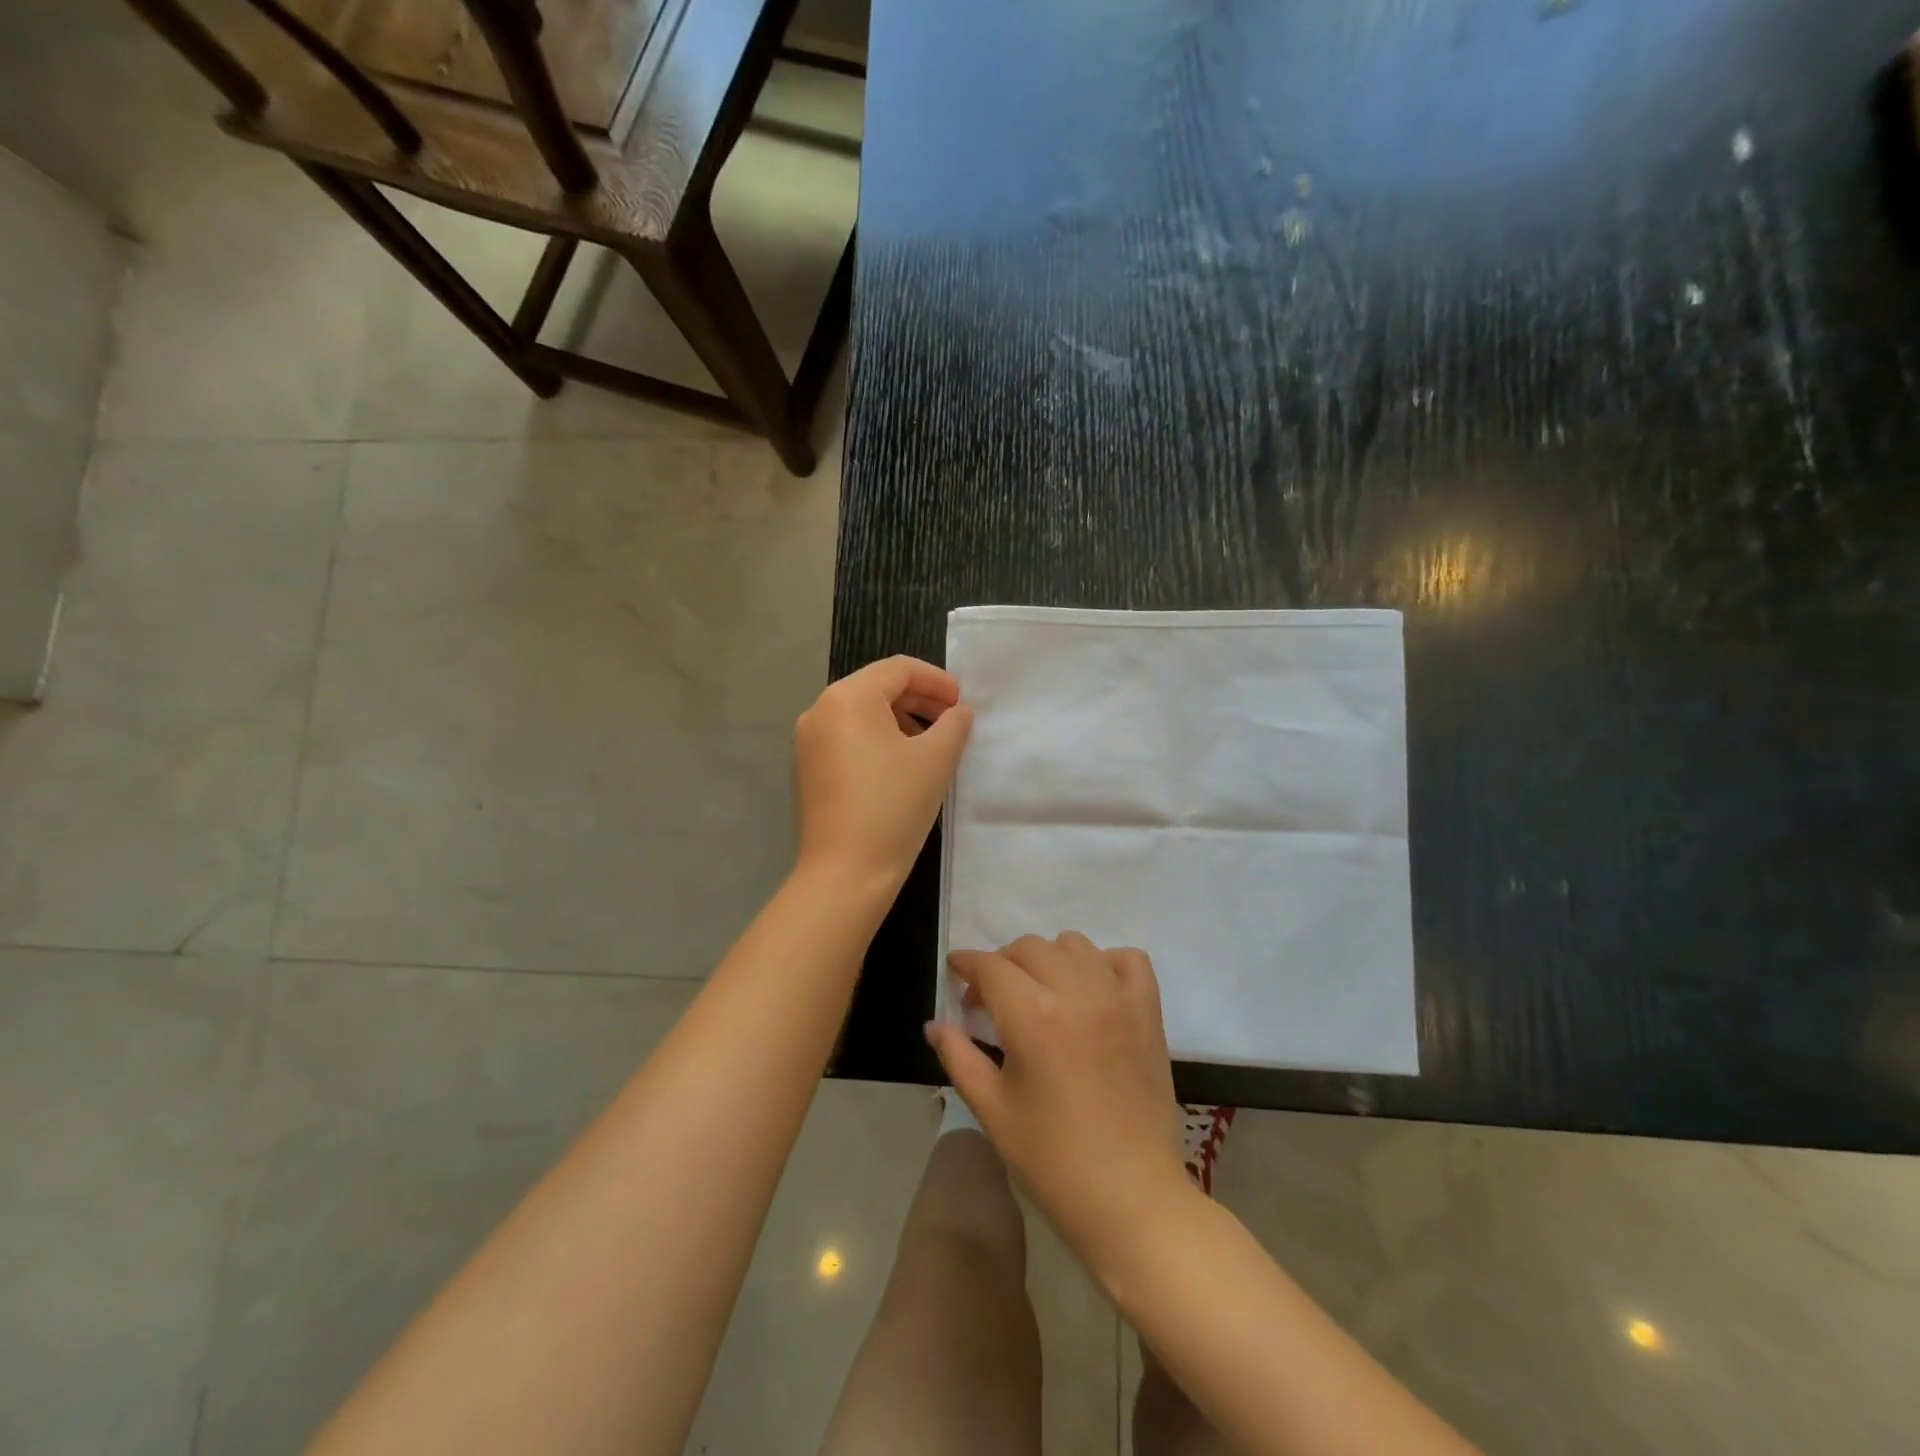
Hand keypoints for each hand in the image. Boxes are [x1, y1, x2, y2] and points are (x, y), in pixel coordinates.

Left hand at [794, 656, 972, 889]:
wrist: (846, 872)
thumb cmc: (894, 806)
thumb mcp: (936, 759)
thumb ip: (954, 724)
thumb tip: (958, 712)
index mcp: (848, 697)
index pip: (899, 669)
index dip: (937, 681)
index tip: (963, 703)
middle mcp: (820, 710)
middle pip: (877, 688)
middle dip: (919, 699)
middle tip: (952, 721)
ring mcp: (809, 741)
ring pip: (862, 714)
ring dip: (900, 720)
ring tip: (931, 744)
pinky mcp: (808, 768)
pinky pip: (848, 738)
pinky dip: (878, 740)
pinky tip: (902, 765)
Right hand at [927, 934, 1187, 1261]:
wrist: (1130, 1197)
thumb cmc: (1052, 1160)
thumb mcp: (992, 1110)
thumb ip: (958, 1057)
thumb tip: (934, 1024)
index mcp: (1033, 1017)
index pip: (991, 967)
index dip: (967, 964)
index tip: (957, 973)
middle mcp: (1077, 992)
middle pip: (1029, 948)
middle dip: (1002, 964)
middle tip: (992, 999)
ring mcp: (1118, 997)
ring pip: (1074, 944)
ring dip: (1048, 958)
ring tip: (1040, 992)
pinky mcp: (1148, 1011)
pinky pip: (1128, 959)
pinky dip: (1104, 963)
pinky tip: (1091, 989)